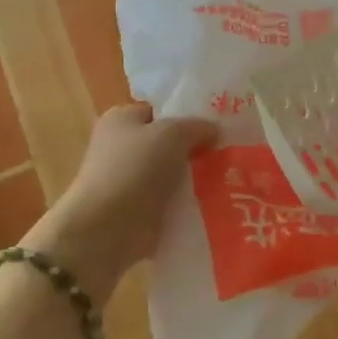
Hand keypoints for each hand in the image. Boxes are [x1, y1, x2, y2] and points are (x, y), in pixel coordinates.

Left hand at [23, 105, 217, 302]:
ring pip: (172, 174)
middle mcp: (121, 147)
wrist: (108, 227)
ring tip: (229, 179)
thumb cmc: (135, 167)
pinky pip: (170, 200)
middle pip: (168, 144)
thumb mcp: (172, 133)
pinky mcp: (138, 210)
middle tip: (228, 153)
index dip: (187, 116)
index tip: (218, 127)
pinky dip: (188, 203)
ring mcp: (128, 181)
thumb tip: (215, 130)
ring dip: (195, 178)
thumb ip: (197, 126)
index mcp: (121, 119)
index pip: (159, 111)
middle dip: (196, 150)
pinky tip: (213, 203)